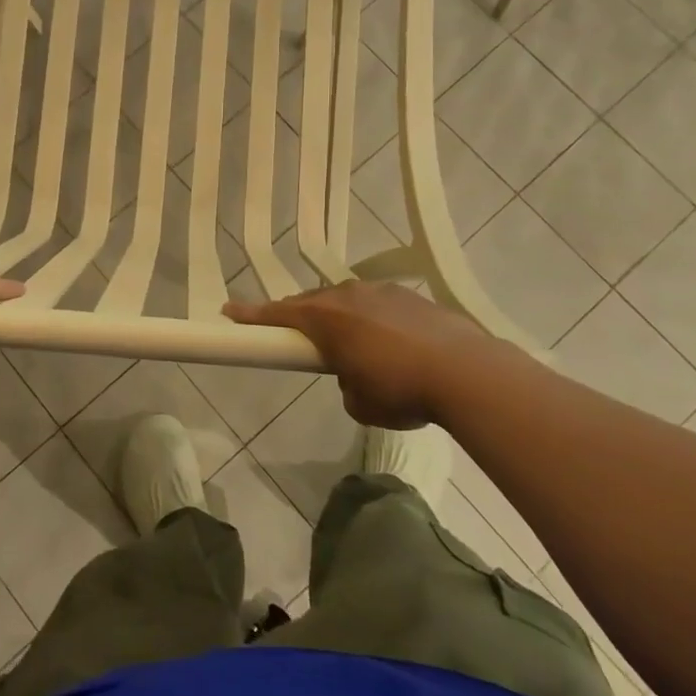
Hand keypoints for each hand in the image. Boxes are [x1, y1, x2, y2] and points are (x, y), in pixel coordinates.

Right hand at [224, 282, 491, 428]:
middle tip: (297, 339)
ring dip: (342, 319)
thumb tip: (355, 376)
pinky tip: (392, 344)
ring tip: (352, 346)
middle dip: (301, 319)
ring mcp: (383, 292)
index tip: (228, 312)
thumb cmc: (401, 389)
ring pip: (348, 301)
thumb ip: (344, 384)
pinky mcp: (412, 297)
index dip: (251, 315)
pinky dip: (375, 321)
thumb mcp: (360, 403)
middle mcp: (349, 295)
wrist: (466, 372)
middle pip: (312, 303)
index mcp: (326, 318)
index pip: (277, 314)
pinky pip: (379, 305)